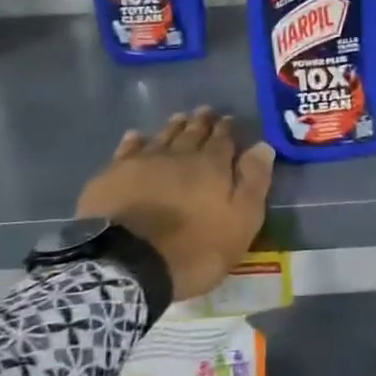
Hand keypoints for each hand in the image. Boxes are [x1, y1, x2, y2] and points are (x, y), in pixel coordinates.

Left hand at [76, 107, 274, 301]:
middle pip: (192, 132)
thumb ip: (253, 183)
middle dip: (201, 121)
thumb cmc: (194, 249)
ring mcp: (142, 162)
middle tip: (205, 111)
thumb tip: (263, 146)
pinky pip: (127, 149)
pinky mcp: (112, 176)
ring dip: (173, 126)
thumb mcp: (240, 222)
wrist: (128, 264)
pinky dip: (135, 141)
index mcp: (211, 166)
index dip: (227, 128)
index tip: (228, 119)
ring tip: (179, 117)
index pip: (223, 139)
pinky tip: (137, 137)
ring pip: (162, 136)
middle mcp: (178, 155)